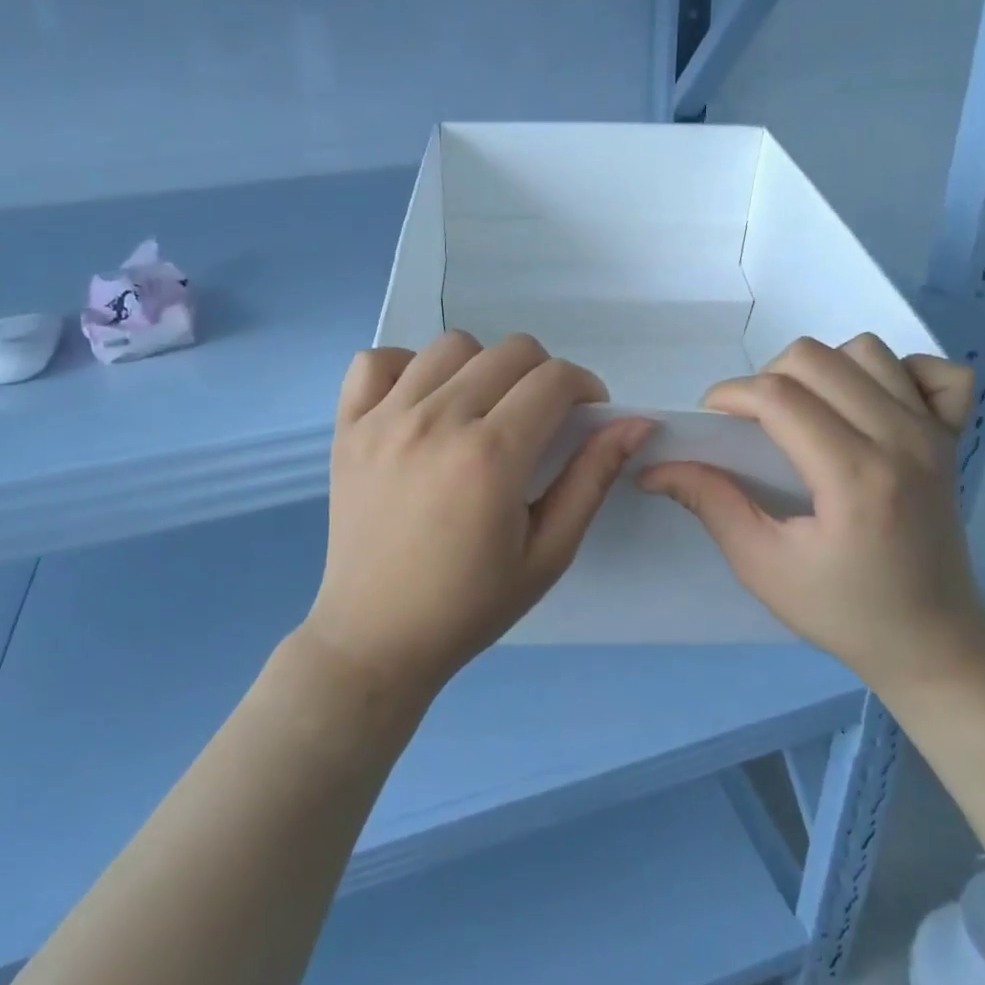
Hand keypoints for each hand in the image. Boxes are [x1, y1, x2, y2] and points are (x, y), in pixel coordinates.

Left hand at [305, 331, 653, 702]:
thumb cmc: (471, 605)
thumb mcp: (549, 552)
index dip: (585, 387)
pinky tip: (421, 401)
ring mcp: (384, 419)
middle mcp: (437, 421)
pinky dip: (405, 367)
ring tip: (482, 408)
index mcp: (491, 456)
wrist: (377, 638)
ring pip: (449, 346)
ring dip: (482, 366)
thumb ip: (591, 478)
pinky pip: (374, 361)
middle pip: (509, 351)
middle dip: (543, 374)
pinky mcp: (348, 427)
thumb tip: (636, 423)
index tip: (585, 414)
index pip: (554, 379)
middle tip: (540, 418)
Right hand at [639, 334, 984, 698]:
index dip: (730, 395)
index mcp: (855, 477)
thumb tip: (655, 468)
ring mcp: (934, 433)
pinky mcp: (954, 436)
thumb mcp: (763, 566)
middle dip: (767, 378)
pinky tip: (872, 404)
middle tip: (754, 424)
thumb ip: (710, 504)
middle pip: (816, 358)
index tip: (710, 420)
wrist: (932, 643)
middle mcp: (901, 439)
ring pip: (867, 351)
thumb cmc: (844, 611)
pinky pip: (934, 371)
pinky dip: (899, 372)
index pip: (778, 397)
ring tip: (806, 412)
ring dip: (823, 369)